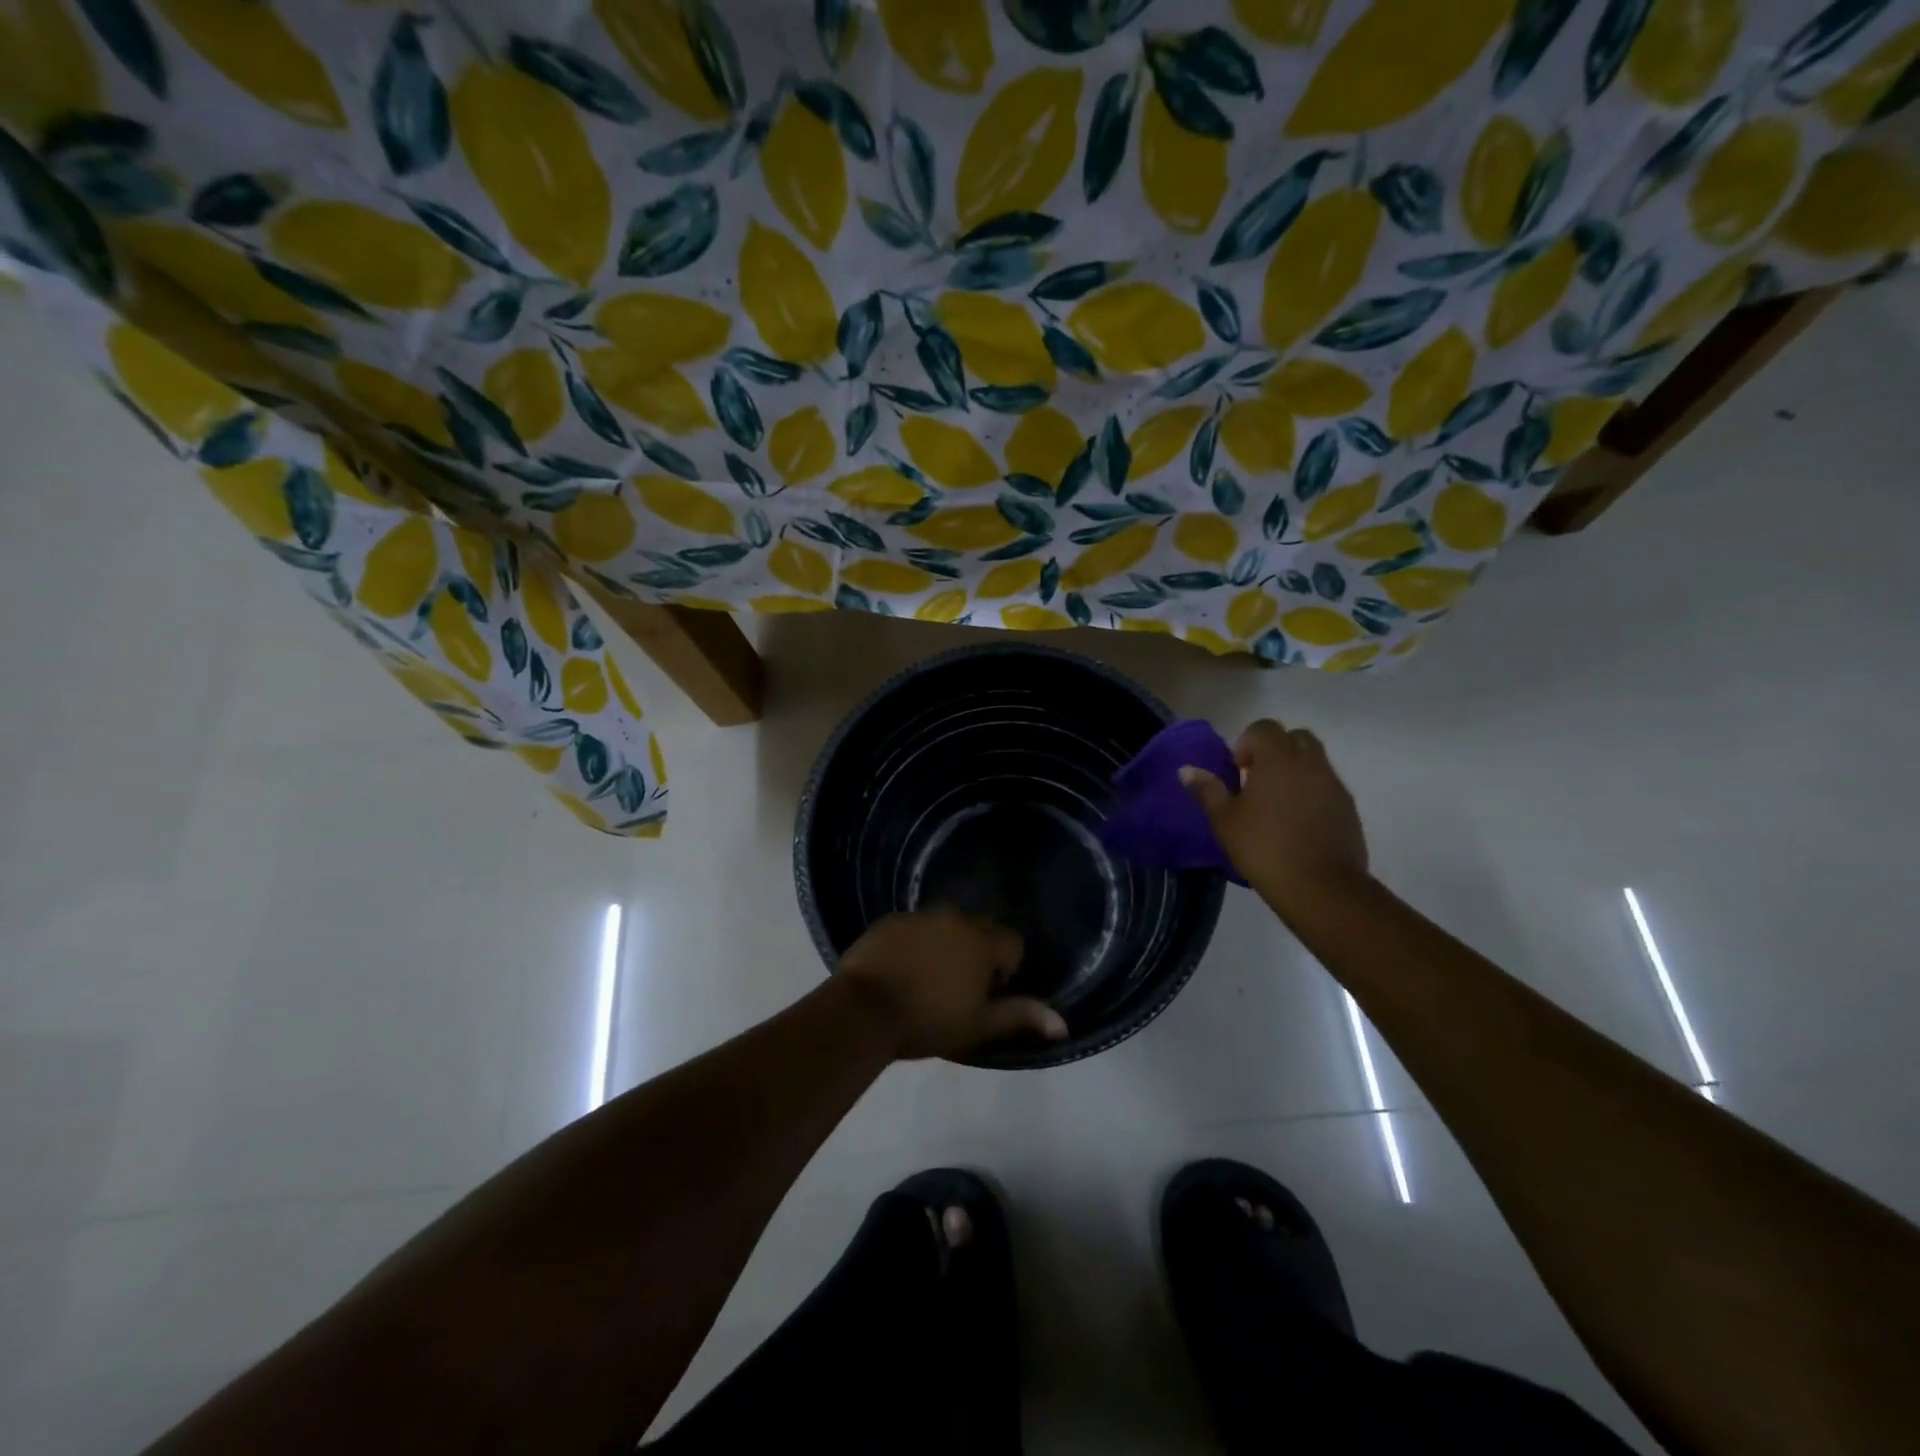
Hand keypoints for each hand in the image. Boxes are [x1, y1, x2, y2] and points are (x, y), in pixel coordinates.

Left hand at [837, 909, 1067, 1060]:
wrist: (864, 1011)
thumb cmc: (927, 1022)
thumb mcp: (978, 1025)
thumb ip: (1020, 1016)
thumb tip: (1062, 1024)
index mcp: (982, 943)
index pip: (1012, 942)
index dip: (1006, 967)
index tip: (987, 993)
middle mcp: (956, 919)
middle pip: (981, 928)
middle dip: (979, 950)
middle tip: (960, 986)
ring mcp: (920, 916)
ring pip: (947, 924)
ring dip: (948, 942)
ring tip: (929, 976)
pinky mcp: (891, 919)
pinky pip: (915, 925)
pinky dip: (917, 940)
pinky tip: (902, 967)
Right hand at [1178, 719, 1369, 911]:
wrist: (1321, 887)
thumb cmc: (1264, 848)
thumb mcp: (1225, 821)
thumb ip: (1207, 790)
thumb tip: (1186, 770)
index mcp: (1278, 759)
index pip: (1264, 728)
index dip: (1247, 743)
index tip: (1238, 771)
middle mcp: (1310, 763)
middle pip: (1294, 737)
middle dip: (1275, 751)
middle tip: (1257, 781)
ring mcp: (1333, 784)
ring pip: (1314, 760)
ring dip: (1294, 771)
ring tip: (1276, 804)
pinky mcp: (1348, 807)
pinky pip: (1326, 785)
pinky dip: (1311, 792)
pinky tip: (1297, 823)